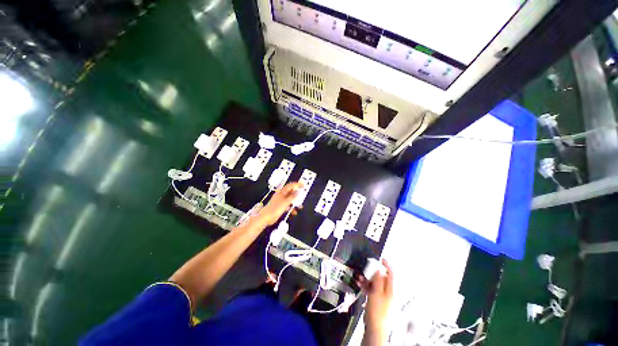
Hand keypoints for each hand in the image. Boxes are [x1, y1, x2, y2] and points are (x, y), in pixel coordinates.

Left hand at [256, 182, 302, 225]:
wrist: (266, 217)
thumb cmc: (274, 209)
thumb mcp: (286, 202)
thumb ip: (292, 196)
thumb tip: (298, 191)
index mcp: (282, 192)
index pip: (290, 186)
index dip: (297, 185)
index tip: (302, 185)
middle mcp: (281, 195)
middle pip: (291, 192)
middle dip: (297, 194)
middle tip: (303, 195)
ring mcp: (280, 201)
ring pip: (290, 199)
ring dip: (295, 202)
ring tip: (300, 206)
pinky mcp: (280, 207)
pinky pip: (288, 205)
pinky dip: (291, 208)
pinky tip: (294, 212)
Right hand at [360, 259, 392, 340]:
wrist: (374, 327)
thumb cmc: (377, 309)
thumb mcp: (377, 293)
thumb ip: (378, 280)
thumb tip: (379, 268)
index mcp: (389, 289)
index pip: (390, 274)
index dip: (386, 265)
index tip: (380, 258)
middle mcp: (386, 291)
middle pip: (380, 277)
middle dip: (372, 272)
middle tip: (365, 269)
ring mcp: (380, 296)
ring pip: (374, 283)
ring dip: (367, 279)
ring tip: (359, 278)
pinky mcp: (374, 300)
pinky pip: (370, 289)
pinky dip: (365, 286)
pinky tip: (359, 284)